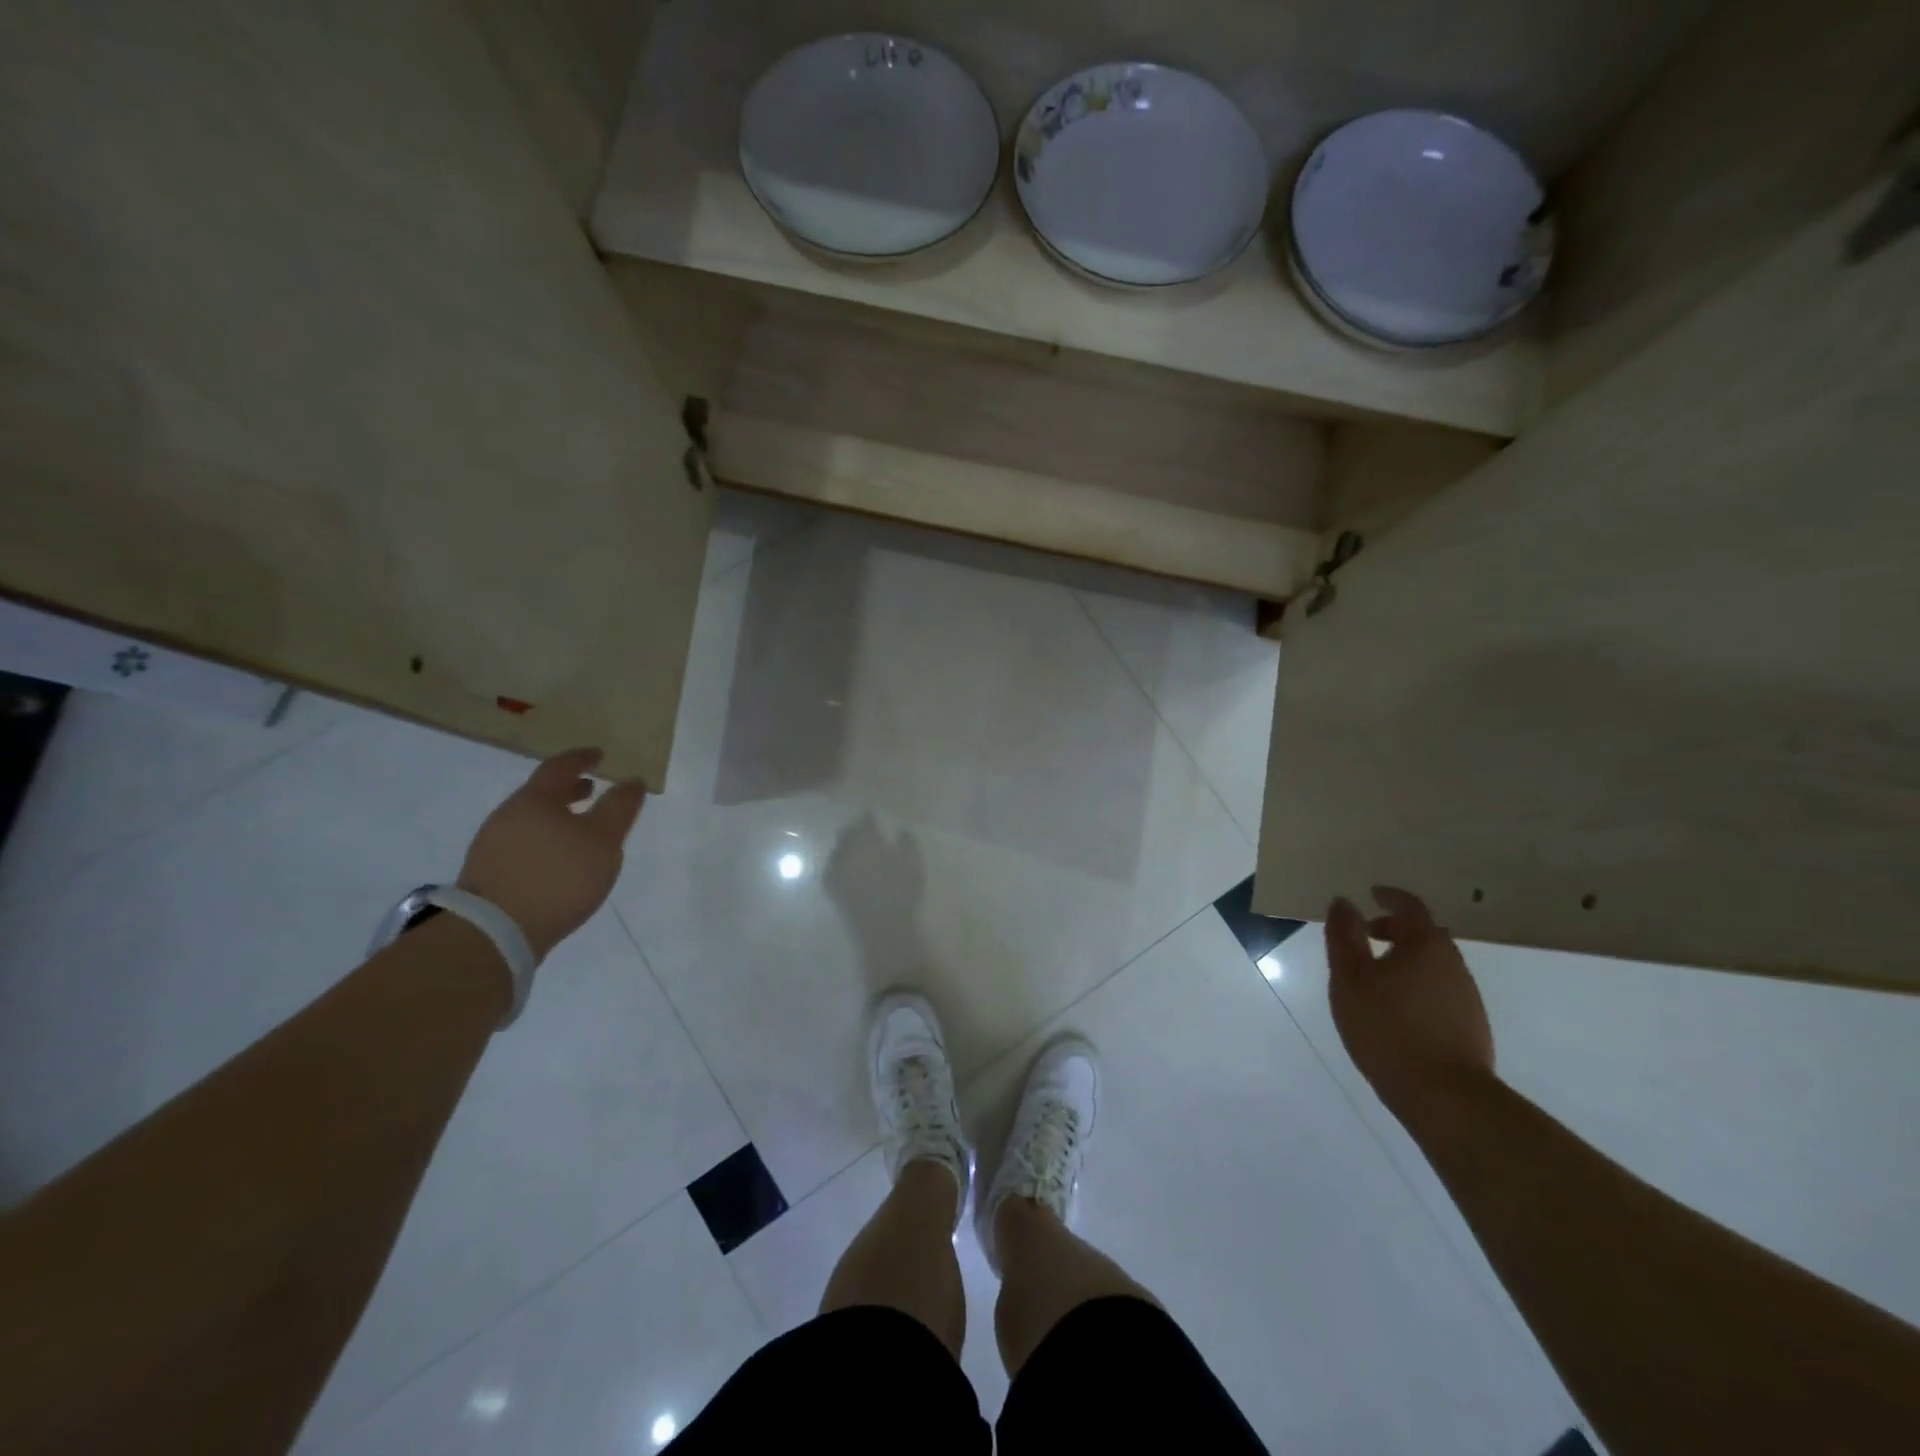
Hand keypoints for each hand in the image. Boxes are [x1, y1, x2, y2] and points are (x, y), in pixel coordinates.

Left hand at [457, 748, 645, 960]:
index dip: (582, 758)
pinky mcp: (488, 874)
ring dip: (557, 817)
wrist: (494, 932)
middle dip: (569, 790)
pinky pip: (523, 844)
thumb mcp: (603, 840)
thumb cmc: (558, 876)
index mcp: (535, 799)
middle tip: (592, 790)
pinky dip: (545, 840)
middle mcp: (508, 815)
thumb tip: (632, 780)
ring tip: (579, 830)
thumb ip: (620, 808)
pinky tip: (558, 861)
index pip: (561, 766)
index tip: (599, 755)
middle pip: (541, 793)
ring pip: (531, 820)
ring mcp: (492, 845)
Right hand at [1325, 886, 1494, 1121]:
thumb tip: (1343, 902)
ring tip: (1376, 976)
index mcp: (1425, 945)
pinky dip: (1418, 985)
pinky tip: (1397, 1009)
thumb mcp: (1349, 978)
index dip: (1390, 897)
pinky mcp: (1471, 1026)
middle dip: (1396, 929)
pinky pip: (1440, 989)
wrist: (1444, 1096)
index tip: (1372, 893)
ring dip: (1407, 959)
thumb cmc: (1387, 1027)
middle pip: (1425, 934)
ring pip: (1434, 963)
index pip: (1410, 906)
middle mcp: (1453, 963)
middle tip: (1367, 935)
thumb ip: (1344, 936)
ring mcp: (1467, 996)